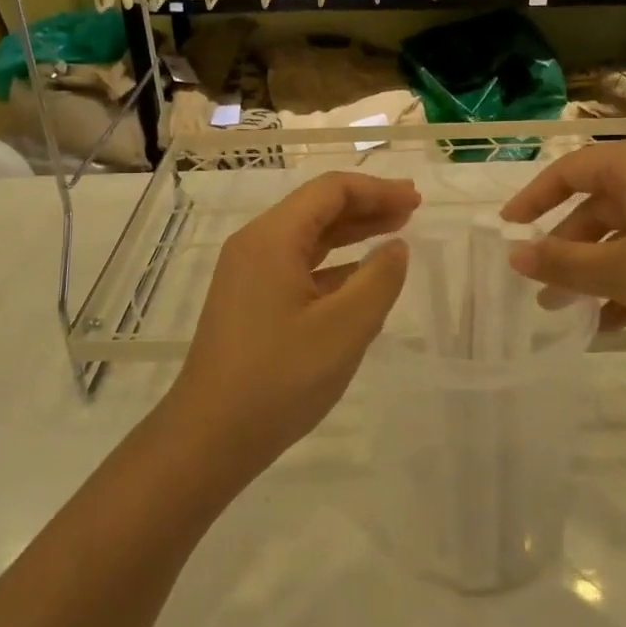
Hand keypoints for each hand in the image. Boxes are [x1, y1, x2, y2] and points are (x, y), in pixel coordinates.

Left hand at [165, 172, 415, 479]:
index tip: (415, 200)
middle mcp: (255, 245)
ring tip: (395, 233)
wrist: (210, 437)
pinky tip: (361, 276)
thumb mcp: (344, 328)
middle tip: (412, 210)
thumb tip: (396, 247)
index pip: (329, 190)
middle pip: (317, 208)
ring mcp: (248, 274)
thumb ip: (379, 280)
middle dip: (367, 205)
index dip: (376, 190)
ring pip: (308, 237)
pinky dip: (333, 264)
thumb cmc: (280, 378)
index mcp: (272, 238)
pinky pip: (297, 266)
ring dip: (352, 232)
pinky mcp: (250, 301)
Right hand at [498, 137, 625, 358]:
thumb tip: (515, 255)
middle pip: (598, 204)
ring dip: (597, 269)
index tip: (507, 229)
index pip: (568, 170)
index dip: (533, 199)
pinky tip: (615, 320)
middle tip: (542, 288)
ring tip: (572, 313)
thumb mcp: (621, 271)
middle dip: (567, 248)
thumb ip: (562, 262)